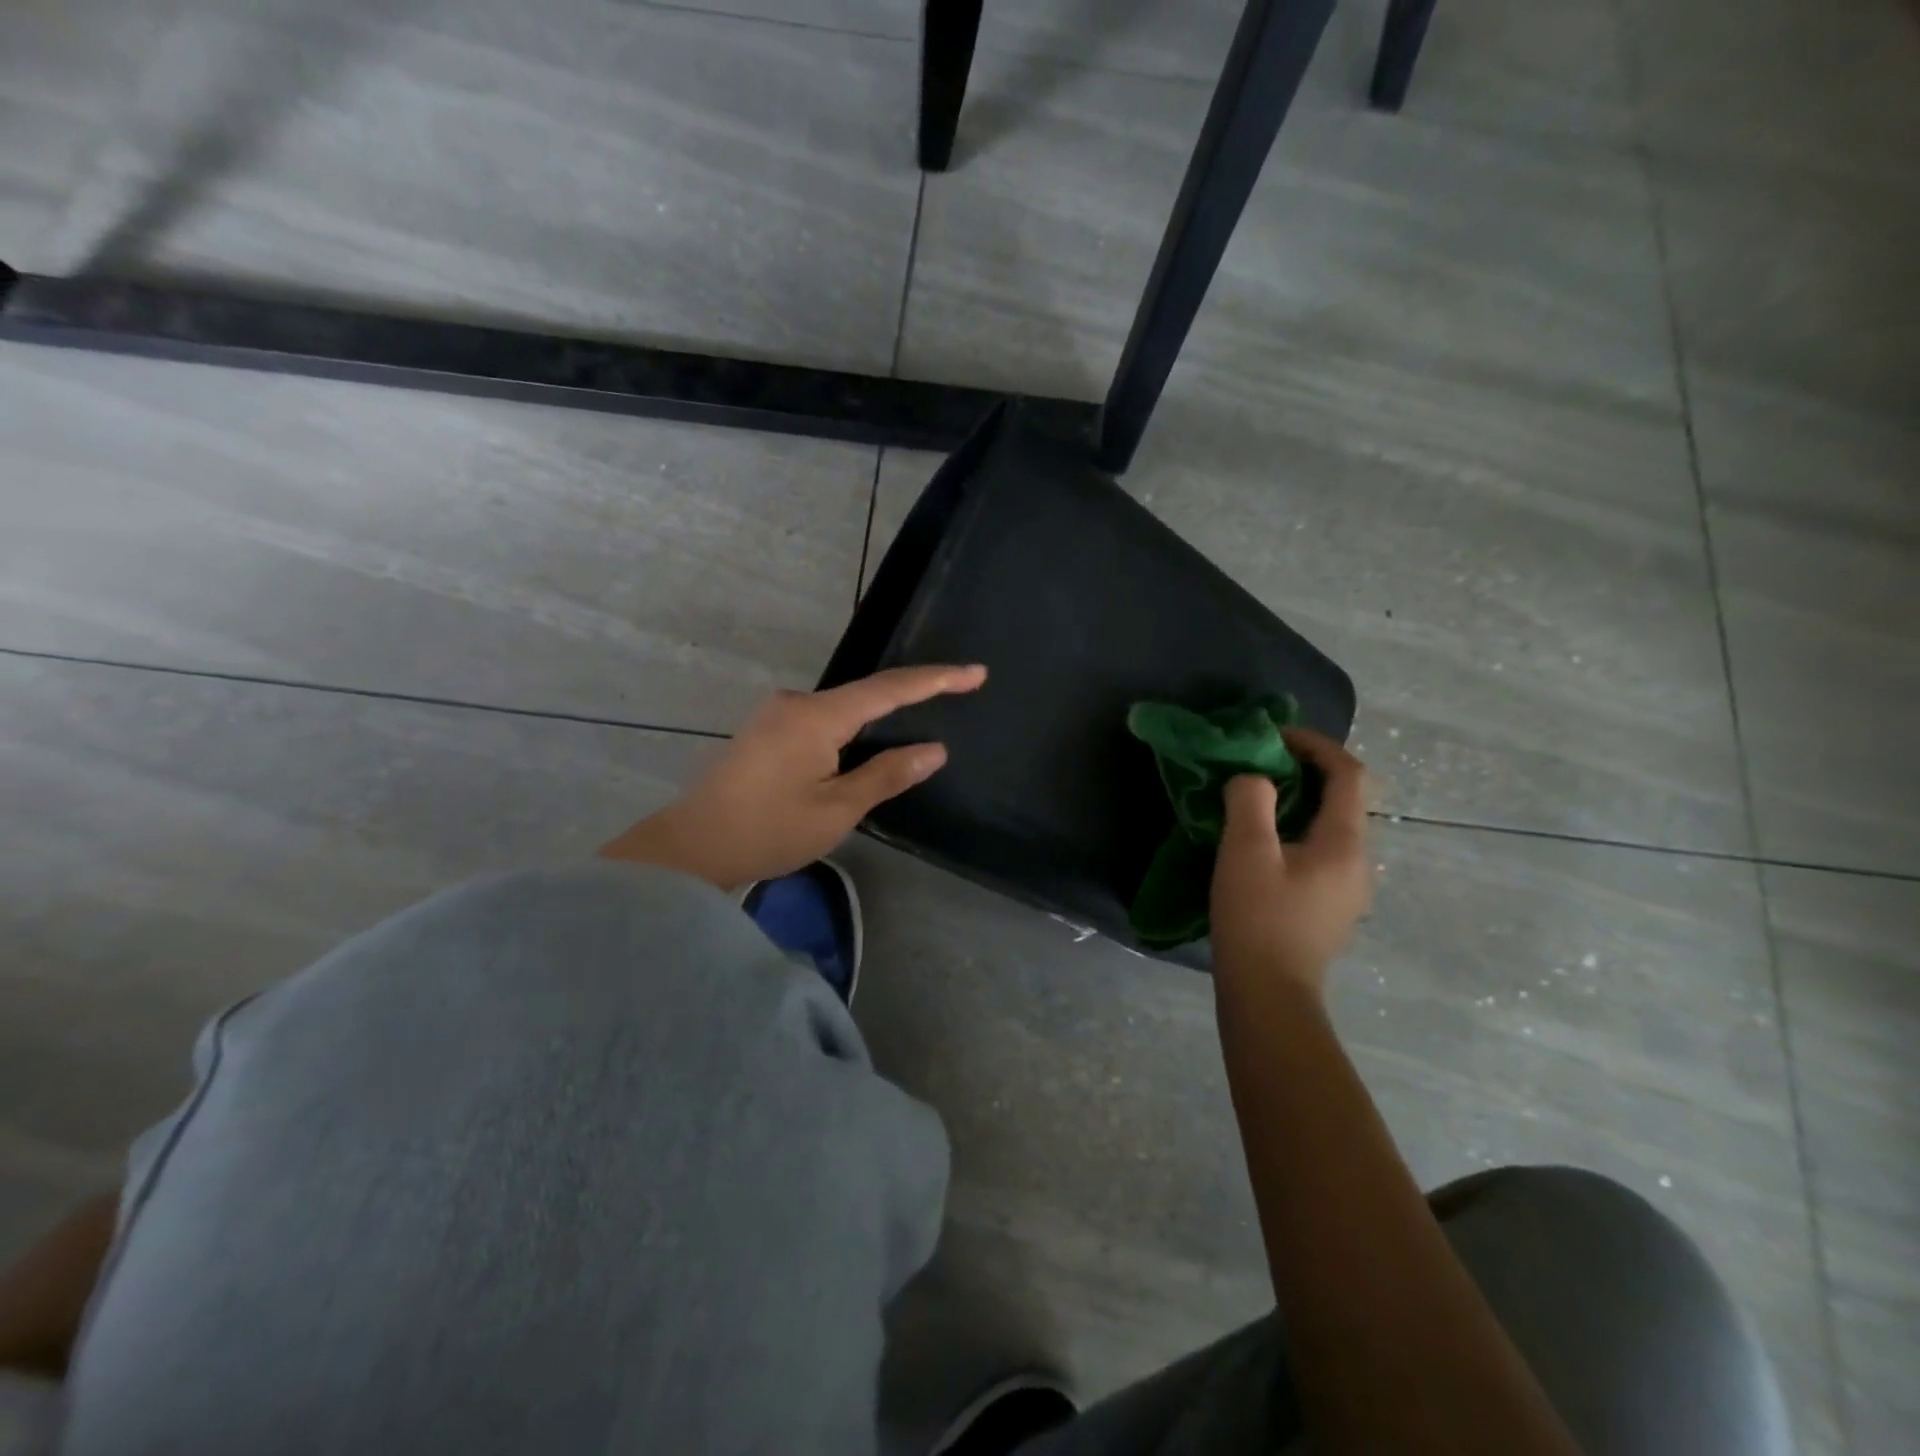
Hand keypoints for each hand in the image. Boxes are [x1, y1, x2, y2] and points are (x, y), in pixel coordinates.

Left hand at [600, 663, 986, 890]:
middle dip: (910, 696)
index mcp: (818, 715)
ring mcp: (775, 714)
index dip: (937, 679)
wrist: (690, 848)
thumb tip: (934, 750)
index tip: (976, 673)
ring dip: (877, 718)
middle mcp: (795, 702)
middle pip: (865, 693)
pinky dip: (850, 730)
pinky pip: (820, 720)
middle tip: (956, 697)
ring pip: (841, 709)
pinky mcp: (764, 731)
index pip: (890, 688)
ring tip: (915, 730)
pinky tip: (862, 749)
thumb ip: (887, 774)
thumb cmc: (768, 830)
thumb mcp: (838, 809)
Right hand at [1210, 728, 1371, 996]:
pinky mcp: (1331, 907)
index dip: (1316, 745)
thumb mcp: (1245, 852)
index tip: (1275, 737)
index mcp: (1345, 843)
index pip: (1349, 773)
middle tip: (1259, 766)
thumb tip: (1253, 778)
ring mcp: (1349, 888)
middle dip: (1305, 771)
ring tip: (1256, 800)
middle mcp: (1359, 861)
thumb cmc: (1257, 919)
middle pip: (1344, 798)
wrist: (1268, 995)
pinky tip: (1264, 845)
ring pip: (1332, 827)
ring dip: (1299, 802)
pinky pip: (1321, 851)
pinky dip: (1297, 830)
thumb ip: (1250, 800)